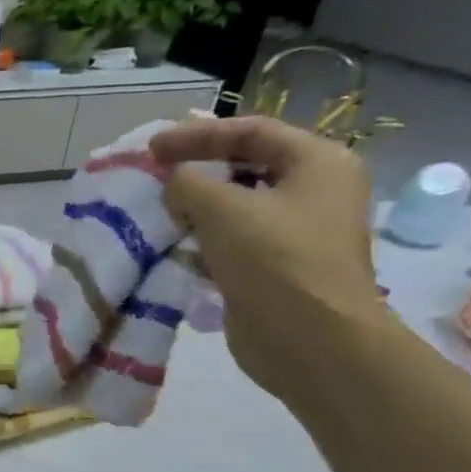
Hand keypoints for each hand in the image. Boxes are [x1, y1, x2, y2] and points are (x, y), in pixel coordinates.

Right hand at [150, 117, 386, 399]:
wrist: (309, 340)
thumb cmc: (274, 260)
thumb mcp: (222, 209)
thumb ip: (188, 184)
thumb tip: (174, 184)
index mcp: (319, 163)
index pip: (252, 131)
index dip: (197, 135)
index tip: (151, 148)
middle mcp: (315, 192)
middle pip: (247, 166)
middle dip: (197, 170)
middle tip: (154, 175)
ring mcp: (298, 234)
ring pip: (237, 207)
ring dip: (196, 209)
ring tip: (158, 212)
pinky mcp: (276, 269)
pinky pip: (234, 242)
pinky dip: (203, 241)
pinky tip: (174, 247)